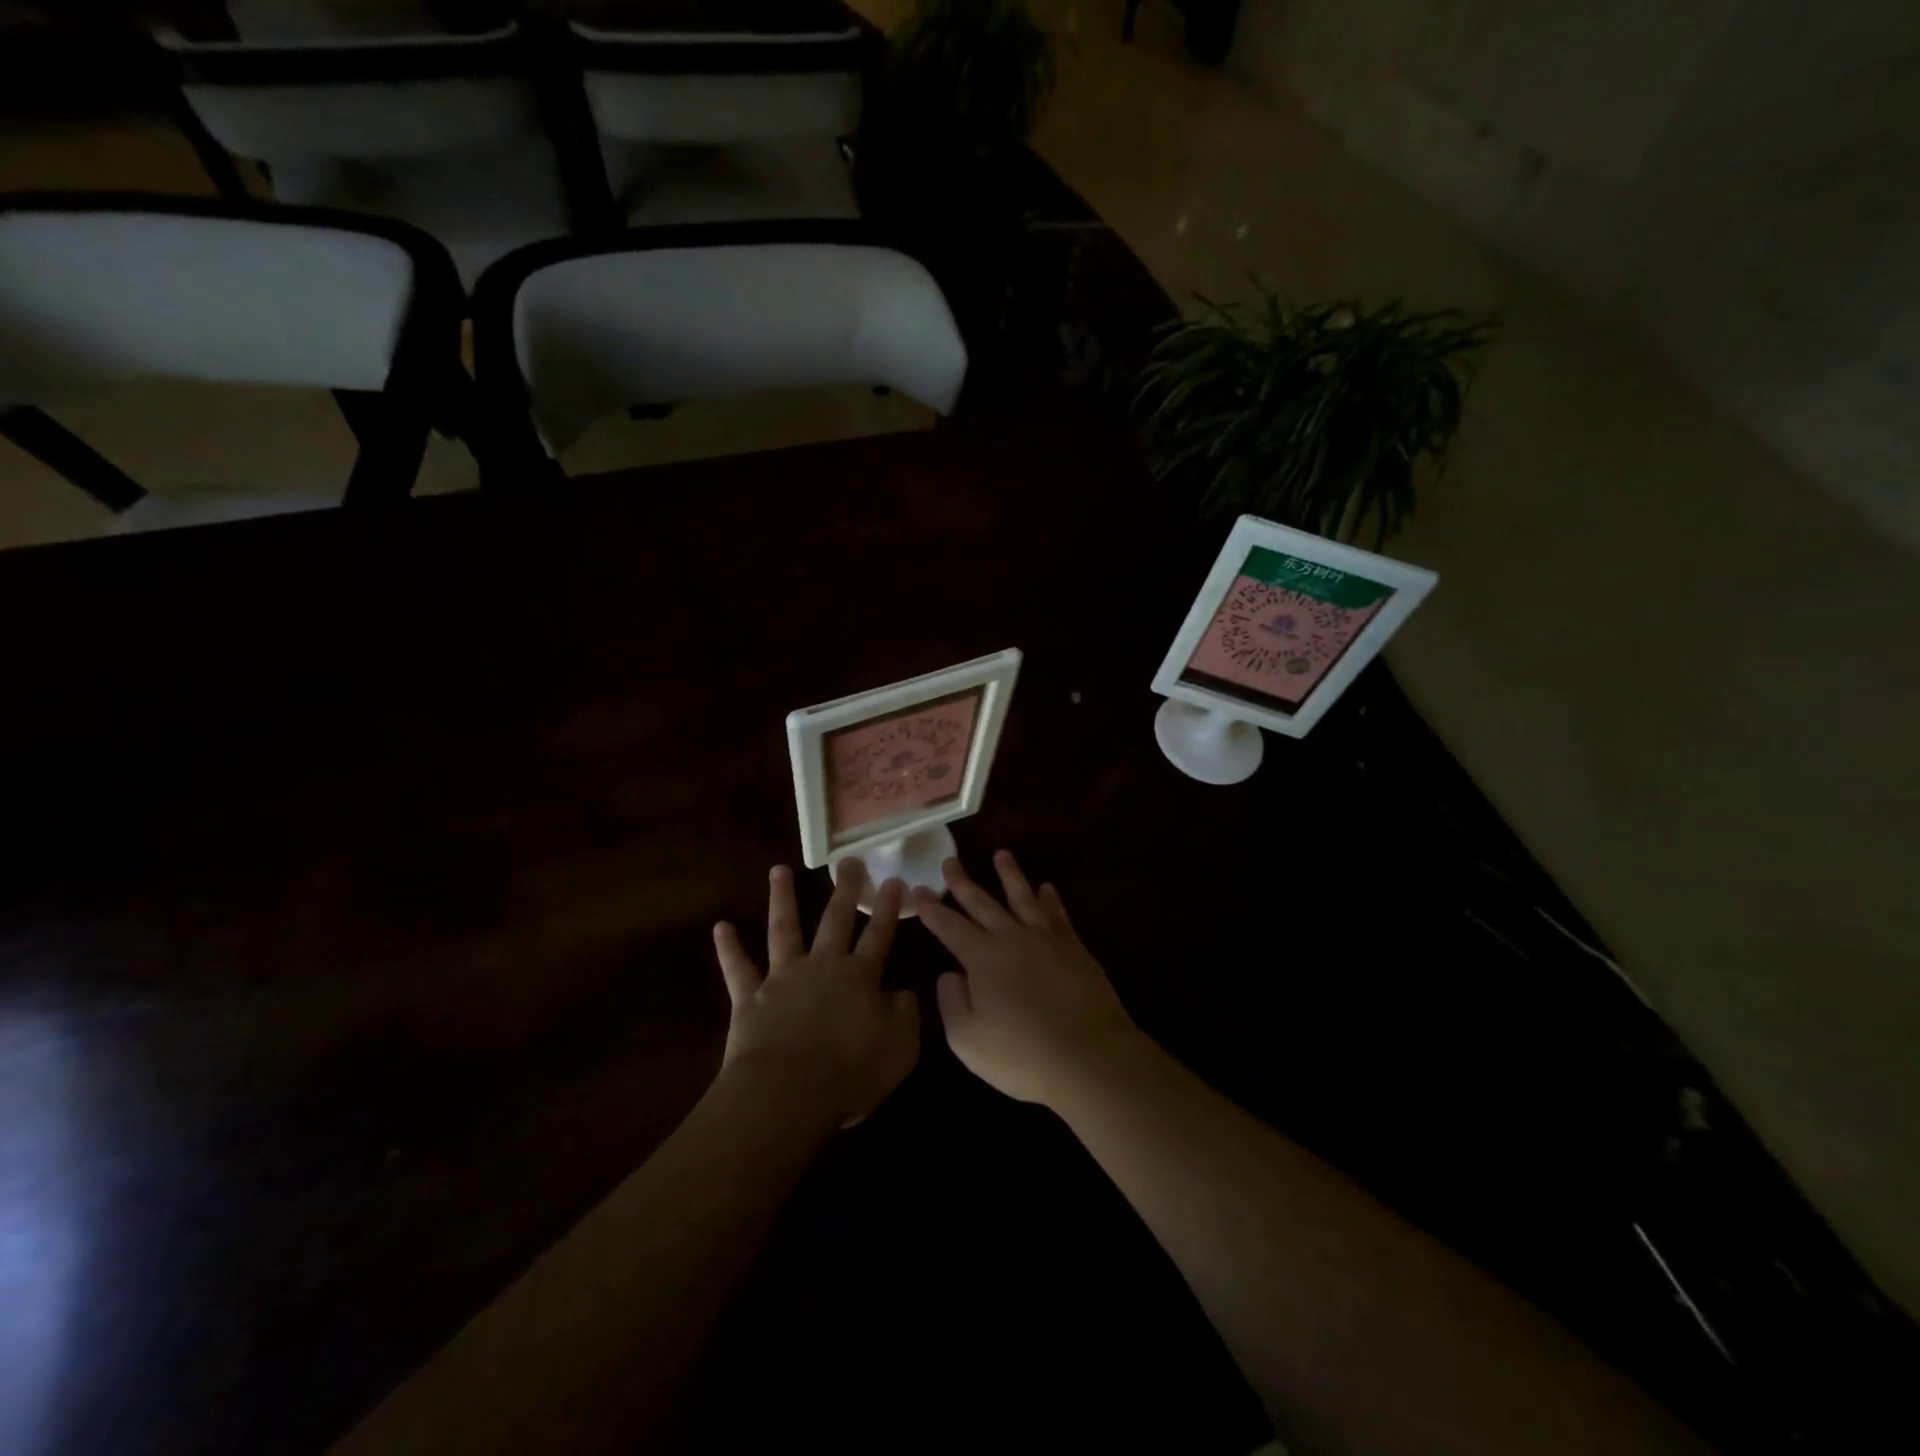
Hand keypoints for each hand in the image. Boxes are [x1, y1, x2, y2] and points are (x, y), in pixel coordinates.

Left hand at [712, 862, 919, 1127]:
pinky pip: (737, 968)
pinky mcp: (750, 997)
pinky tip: (720, 927)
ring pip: (784, 928)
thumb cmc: (850, 1072)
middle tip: (848, 861)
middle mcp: (822, 965)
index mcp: (860, 977)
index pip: (879, 934)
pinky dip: (729, 948)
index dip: (888, 908)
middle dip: (844, 889)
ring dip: (781, 898)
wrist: (788, 1093)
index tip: (894, 880)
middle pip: (835, 920)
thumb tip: (902, 992)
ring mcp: (783, 977)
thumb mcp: (900, 1047)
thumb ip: (906, 1014)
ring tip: (779, 870)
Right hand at [913, 851, 1143, 1108]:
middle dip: (962, 882)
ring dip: (1010, 875)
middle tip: (950, 861)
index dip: (930, 908)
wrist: (1089, 1057)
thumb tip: (949, 974)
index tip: (917, 889)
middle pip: (982, 903)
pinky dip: (1050, 899)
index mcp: (982, 958)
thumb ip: (951, 1002)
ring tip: (1001, 854)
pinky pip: (1058, 914)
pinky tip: (1047, 888)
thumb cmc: (1022, 1054)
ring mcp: (1047, 940)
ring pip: (1023, 897)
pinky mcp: (1075, 949)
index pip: (949, 926)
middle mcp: (1012, 938)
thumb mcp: (967, 1040)